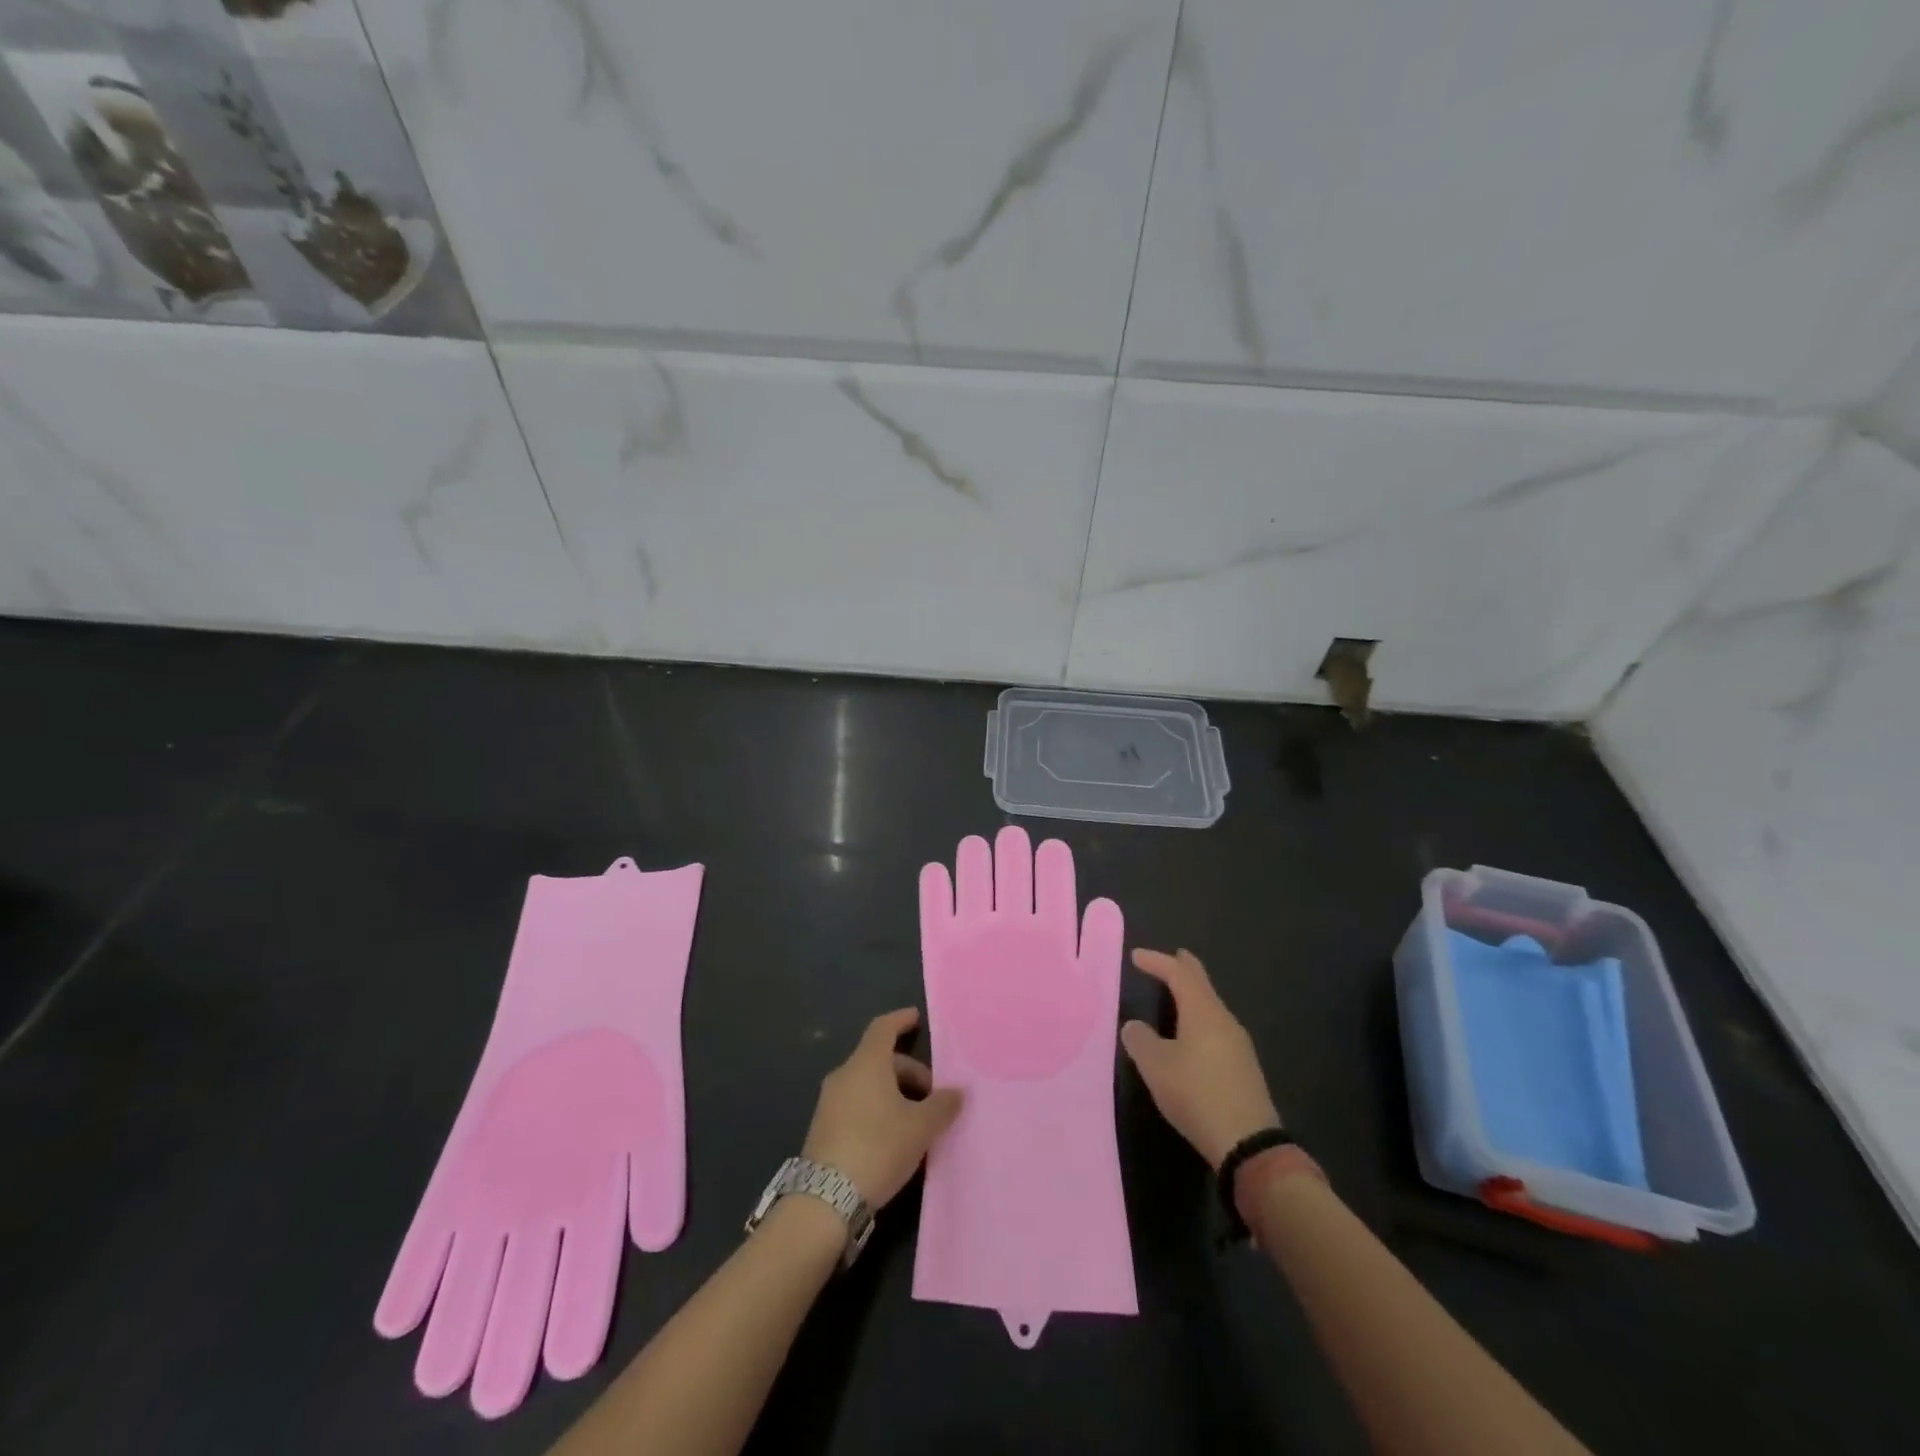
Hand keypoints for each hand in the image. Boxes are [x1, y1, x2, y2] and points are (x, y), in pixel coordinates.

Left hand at [803, 1008, 963, 1207]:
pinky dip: (877, 1108)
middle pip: (880, 1059)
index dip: (901, 1020)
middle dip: (909, 1071)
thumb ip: (941, 1105)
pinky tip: (893, 1137)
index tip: (916, 1018)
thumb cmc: (878, 1148)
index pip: (883, 1028)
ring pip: (868, 1083)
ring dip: (894, 1093)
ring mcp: (829, 1102)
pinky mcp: (823, 1128)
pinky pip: (856, 1103)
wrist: (825, 1200)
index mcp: (866, 1064)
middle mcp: (844, 1075)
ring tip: (916, 1120)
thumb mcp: (920, 1128)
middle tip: (933, 1096)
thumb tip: (957, 1091)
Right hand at [1120, 949, 1280, 1169]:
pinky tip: (1193, 1035)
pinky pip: (1217, 1028)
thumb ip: (1140, 1040)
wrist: (1248, 1142)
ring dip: (1193, 997)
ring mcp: (1239, 1044)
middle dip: (1185, 969)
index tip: (1136, 956)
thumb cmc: (1196, 1093)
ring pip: (1212, 1007)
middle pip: (1202, 985)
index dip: (1157, 962)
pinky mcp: (1244, 1067)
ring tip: (1178, 995)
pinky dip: (1200, 1019)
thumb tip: (1134, 1026)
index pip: (1178, 974)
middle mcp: (1224, 1020)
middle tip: (1174, 957)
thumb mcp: (1156, 1066)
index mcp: (1203, 1011)